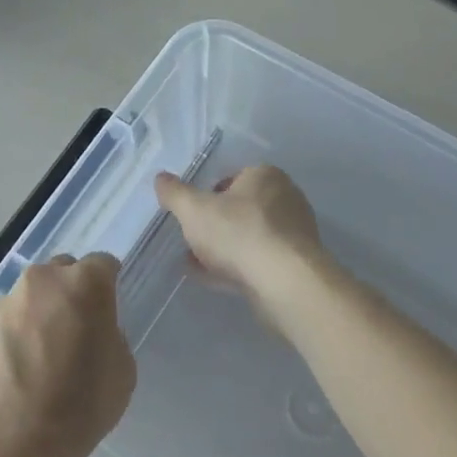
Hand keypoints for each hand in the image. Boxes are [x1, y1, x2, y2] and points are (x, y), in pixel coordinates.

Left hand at [0, 255, 133, 456]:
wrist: (15, 439)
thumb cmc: (82, 403)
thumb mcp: (122, 368)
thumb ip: (110, 334)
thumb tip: (92, 331)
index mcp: (86, 282)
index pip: (103, 264)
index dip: (109, 283)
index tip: (109, 306)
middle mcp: (45, 279)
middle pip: (65, 271)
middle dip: (73, 290)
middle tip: (79, 325)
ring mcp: (10, 300)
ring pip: (36, 293)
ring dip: (45, 308)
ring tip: (48, 347)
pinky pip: (14, 316)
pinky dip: (22, 329)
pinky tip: (26, 361)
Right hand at [154, 165, 325, 304]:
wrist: (284, 281)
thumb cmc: (238, 232)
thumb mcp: (194, 210)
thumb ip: (175, 193)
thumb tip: (160, 178)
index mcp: (265, 176)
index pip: (232, 178)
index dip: (208, 196)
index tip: (192, 216)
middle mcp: (285, 198)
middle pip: (242, 209)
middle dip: (216, 225)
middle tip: (192, 241)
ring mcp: (294, 233)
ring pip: (250, 237)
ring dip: (224, 249)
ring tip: (196, 264)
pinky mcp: (296, 264)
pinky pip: (260, 261)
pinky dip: (237, 267)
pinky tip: (215, 280)